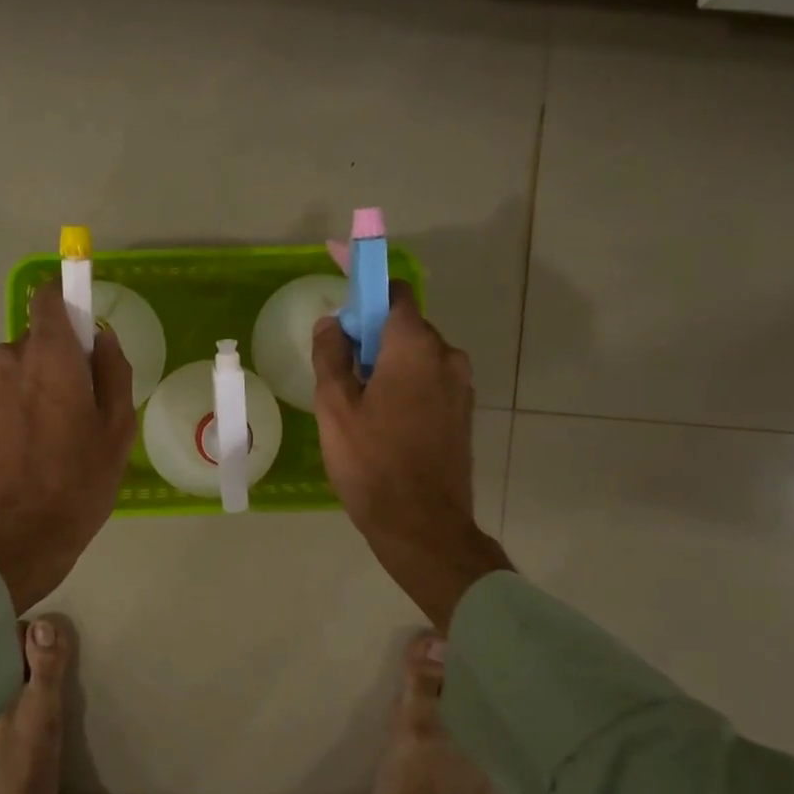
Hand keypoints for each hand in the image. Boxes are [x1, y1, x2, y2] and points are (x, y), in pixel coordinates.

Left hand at [0, 279, 136, 613]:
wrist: (11, 539)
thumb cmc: (76, 483)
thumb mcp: (117, 429)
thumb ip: (114, 371)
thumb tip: (101, 338)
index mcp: (50, 355)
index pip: (49, 296)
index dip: (68, 299)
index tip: (85, 327)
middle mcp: (9, 359)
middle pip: (40, 338)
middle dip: (62, 359)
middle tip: (83, 406)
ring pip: (21, 368)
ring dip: (40, 386)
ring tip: (57, 436)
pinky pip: (4, 393)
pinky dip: (20, 407)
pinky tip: (33, 449)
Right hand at [313, 284, 511, 629]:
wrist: (423, 526)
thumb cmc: (372, 463)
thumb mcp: (336, 407)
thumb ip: (331, 355)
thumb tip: (334, 323)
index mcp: (414, 346)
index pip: (392, 290)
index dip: (363, 276)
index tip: (338, 268)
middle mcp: (446, 356)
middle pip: (402, 323)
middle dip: (368, 330)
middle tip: (335, 363)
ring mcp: (460, 385)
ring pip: (415, 353)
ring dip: (385, 359)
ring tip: (354, 400)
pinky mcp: (462, 412)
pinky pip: (427, 379)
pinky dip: (402, 381)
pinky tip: (379, 417)